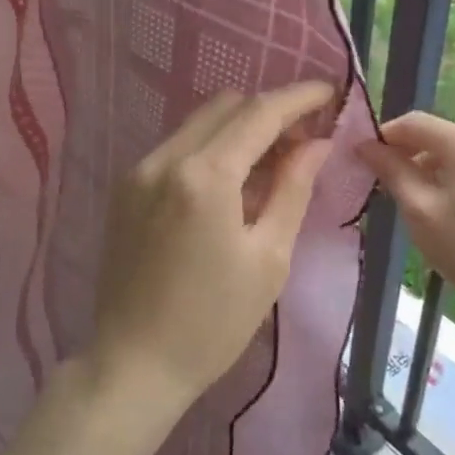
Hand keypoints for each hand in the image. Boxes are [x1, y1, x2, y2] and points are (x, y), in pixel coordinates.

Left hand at [89, 83, 335, 415]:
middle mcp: (164, 159)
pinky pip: (176, 148)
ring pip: (198, 124)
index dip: (298, 97)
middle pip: (226, 107)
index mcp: (204, 175)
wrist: (135, 361)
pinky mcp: (125, 188)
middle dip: (269, 111)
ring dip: (238, 129)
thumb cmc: (214, 321)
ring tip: (272, 162)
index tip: (329, 92)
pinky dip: (209, 149)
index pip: (259, 112)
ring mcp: (138, 171)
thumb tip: (315, 143)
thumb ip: (292, 189)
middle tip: (304, 138)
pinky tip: (230, 183)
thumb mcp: (268, 258)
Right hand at [357, 113, 454, 345]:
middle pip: (438, 135)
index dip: (385, 135)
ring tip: (414, 200)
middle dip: (407, 153)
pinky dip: (453, 177)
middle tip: (385, 183)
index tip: (365, 160)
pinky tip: (447, 209)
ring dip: (429, 167)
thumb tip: (365, 145)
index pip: (415, 122)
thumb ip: (391, 170)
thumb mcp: (419, 210)